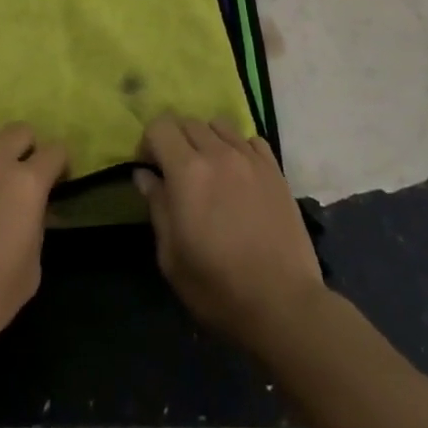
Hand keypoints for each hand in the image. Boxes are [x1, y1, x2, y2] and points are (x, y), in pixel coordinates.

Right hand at [135, 115, 324, 350]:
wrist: (283, 305)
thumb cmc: (217, 287)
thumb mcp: (171, 256)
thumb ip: (156, 206)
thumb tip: (144, 175)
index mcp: (187, 171)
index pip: (160, 126)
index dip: (148, 142)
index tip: (149, 168)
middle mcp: (218, 153)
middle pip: (188, 122)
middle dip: (175, 140)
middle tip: (176, 171)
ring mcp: (250, 158)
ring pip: (219, 125)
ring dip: (206, 139)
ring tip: (209, 169)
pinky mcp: (275, 170)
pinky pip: (250, 140)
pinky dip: (238, 147)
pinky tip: (239, 173)